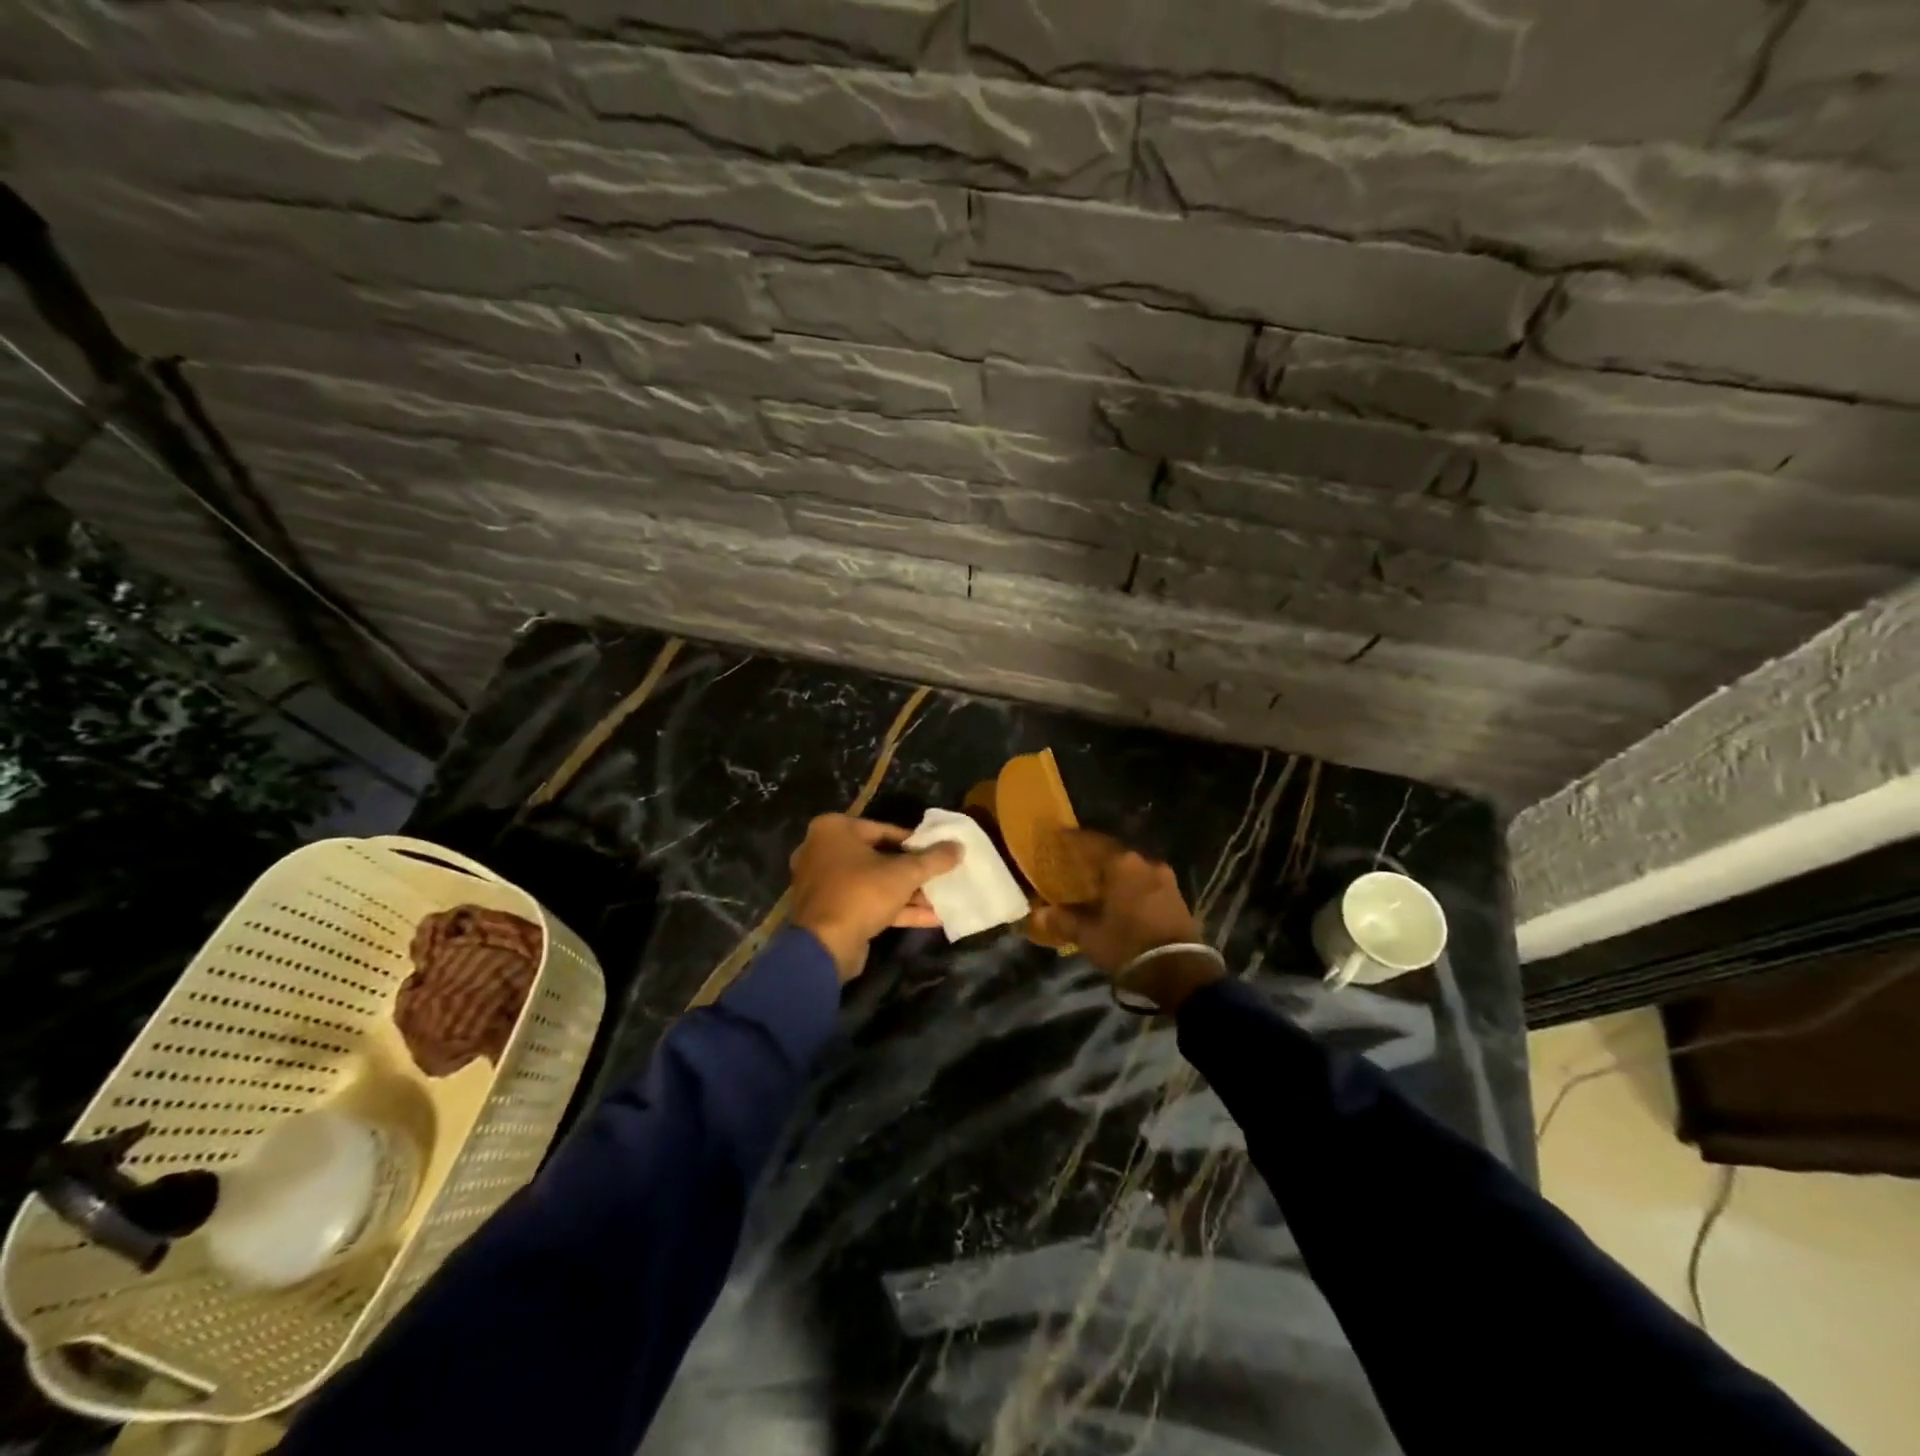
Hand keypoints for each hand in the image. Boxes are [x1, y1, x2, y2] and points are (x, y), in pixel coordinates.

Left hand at [788, 814, 962, 980]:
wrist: (824, 947)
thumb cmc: (861, 894)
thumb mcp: (904, 874)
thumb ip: (934, 859)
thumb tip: (959, 846)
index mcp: (834, 830)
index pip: (884, 829)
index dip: (916, 842)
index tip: (939, 852)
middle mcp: (824, 851)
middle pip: (880, 857)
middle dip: (913, 871)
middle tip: (942, 875)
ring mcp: (826, 883)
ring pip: (875, 883)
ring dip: (908, 893)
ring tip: (943, 898)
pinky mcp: (832, 911)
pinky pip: (867, 903)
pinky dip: (896, 909)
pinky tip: (931, 918)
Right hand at [1029, 831, 1223, 1011]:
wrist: (1182, 973)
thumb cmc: (1129, 946)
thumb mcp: (1090, 936)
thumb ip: (1063, 920)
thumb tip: (1037, 914)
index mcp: (1122, 864)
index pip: (1090, 842)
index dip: (1071, 841)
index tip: (1057, 839)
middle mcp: (1145, 863)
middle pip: (1112, 854)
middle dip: (1093, 859)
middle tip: (1073, 866)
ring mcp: (1165, 879)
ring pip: (1131, 869)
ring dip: (1114, 874)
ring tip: (1096, 885)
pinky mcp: (1176, 897)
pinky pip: (1145, 883)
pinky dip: (1130, 886)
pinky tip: (1119, 899)